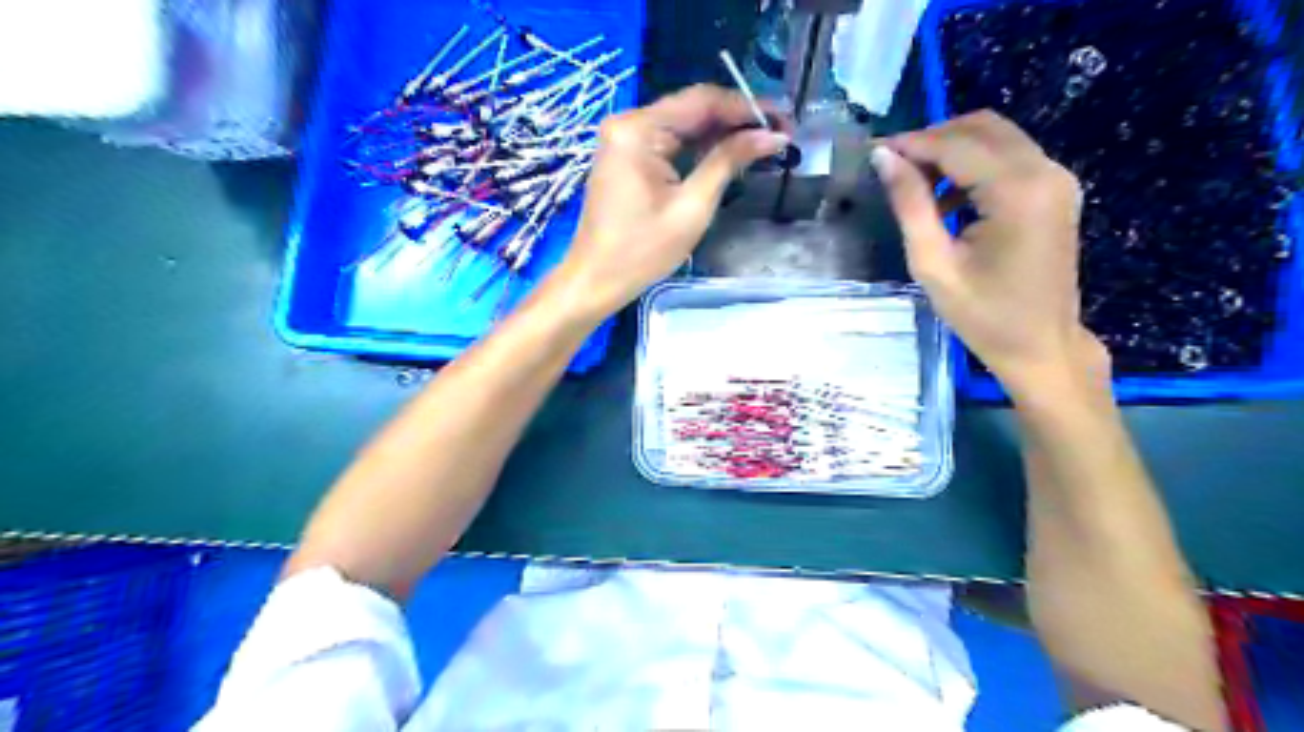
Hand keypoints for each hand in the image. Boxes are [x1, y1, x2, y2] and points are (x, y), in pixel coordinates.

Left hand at [545, 82, 783, 317]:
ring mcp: (625, 139)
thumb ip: (729, 162)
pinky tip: (729, 154)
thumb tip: (772, 137)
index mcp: (638, 129)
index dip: (746, 107)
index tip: (783, 121)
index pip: (701, 101)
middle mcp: (628, 123)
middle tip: (780, 134)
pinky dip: (699, 148)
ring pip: (683, 126)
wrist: (596, 279)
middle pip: (692, 109)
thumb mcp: (692, 207)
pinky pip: (670, 142)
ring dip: (721, 134)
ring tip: (763, 144)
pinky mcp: (627, 157)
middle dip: (736, 120)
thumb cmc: (642, 250)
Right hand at [870, 110, 1103, 393]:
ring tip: (913, 183)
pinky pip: (1009, 158)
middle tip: (892, 166)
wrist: (1041, 345)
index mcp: (1017, 192)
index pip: (956, 145)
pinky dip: (973, 164)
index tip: (872, 152)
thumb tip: (884, 158)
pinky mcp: (1056, 191)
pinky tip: (946, 198)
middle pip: (981, 127)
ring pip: (996, 137)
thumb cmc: (983, 315)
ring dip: (951, 149)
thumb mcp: (933, 264)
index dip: (911, 143)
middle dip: (932, 139)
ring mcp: (1056, 179)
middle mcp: (1045, 172)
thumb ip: (910, 205)